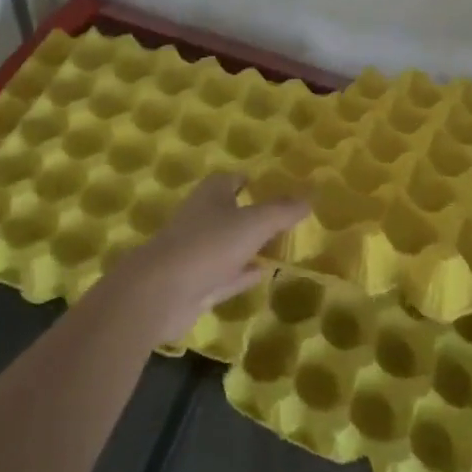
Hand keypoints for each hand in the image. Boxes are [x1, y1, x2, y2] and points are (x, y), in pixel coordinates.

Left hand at [96, 173, 307, 341]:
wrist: (161, 292)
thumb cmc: (208, 244)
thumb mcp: (253, 223)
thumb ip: (282, 210)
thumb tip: (310, 196)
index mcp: (212, 193)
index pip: (235, 179)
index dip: (255, 182)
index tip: (279, 189)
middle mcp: (203, 217)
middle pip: (233, 211)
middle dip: (255, 214)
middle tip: (286, 219)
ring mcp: (198, 251)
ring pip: (230, 244)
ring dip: (250, 245)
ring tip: (281, 246)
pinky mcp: (196, 282)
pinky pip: (227, 274)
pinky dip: (244, 272)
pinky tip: (263, 273)